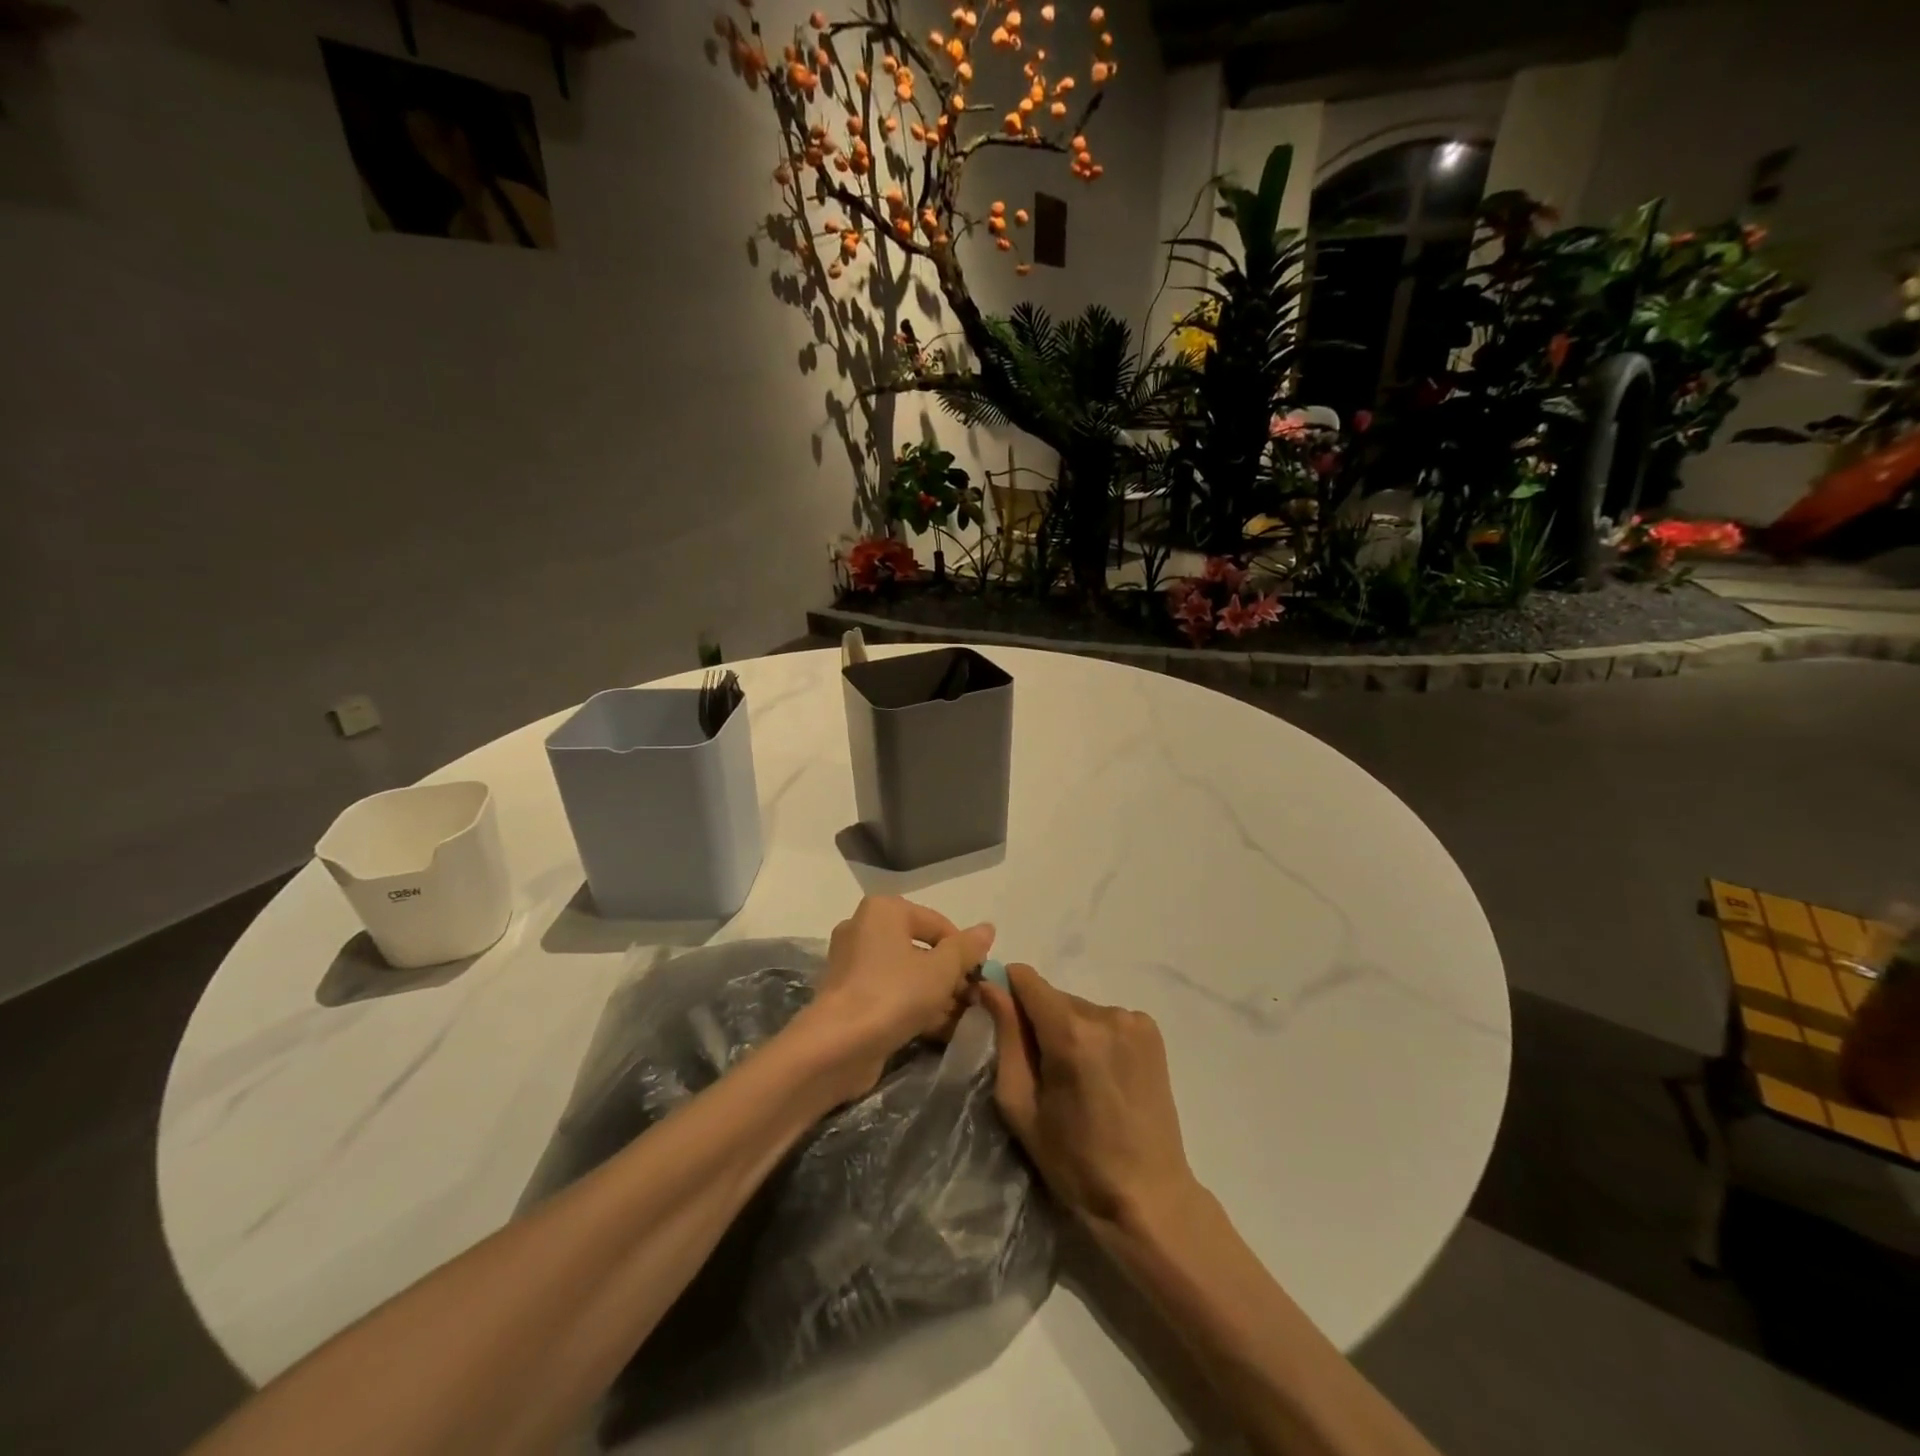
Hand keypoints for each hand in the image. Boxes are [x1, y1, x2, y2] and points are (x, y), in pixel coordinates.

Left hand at [798, 895, 994, 1098]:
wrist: (836, 1047)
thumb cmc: (893, 994)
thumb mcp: (941, 970)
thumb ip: (966, 949)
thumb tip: (988, 928)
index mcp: (884, 910)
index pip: (938, 924)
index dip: (964, 951)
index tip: (980, 980)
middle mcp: (864, 929)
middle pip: (922, 949)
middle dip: (951, 976)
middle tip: (974, 1002)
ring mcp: (853, 964)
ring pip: (907, 974)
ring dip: (937, 995)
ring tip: (962, 1020)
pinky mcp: (849, 996)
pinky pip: (891, 993)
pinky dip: (914, 1007)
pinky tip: (940, 1030)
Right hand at [978, 964, 1199, 1230]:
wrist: (1147, 1195)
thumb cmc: (1074, 1160)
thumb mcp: (1021, 1105)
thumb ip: (1006, 1037)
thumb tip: (990, 986)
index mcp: (1070, 1033)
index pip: (1026, 979)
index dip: (1008, 992)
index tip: (1002, 1020)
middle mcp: (1105, 1014)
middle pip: (1053, 996)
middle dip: (1039, 1021)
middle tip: (1043, 1071)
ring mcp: (1133, 1020)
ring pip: (1079, 1008)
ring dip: (1069, 1030)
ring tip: (1078, 1079)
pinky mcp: (1151, 1031)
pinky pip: (1105, 1018)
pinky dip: (1096, 1037)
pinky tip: (1103, 1075)